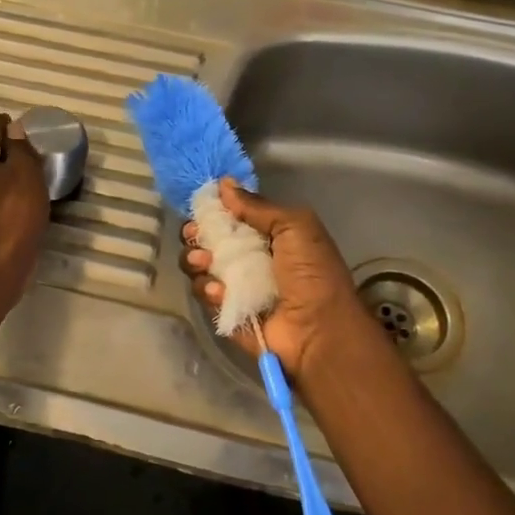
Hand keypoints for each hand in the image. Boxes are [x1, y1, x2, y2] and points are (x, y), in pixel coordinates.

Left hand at [0, 114, 49, 312]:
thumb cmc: (13, 216)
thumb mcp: (27, 174)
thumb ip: (20, 147)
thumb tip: (14, 129)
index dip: (10, 126)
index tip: (29, 131)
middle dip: (6, 152)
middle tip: (33, 157)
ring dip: (2, 176)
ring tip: (27, 182)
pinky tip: (15, 206)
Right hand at [180, 178, 370, 378]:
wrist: (318, 330)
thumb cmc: (312, 273)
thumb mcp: (294, 226)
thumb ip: (257, 206)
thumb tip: (224, 184)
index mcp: (266, 235)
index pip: (229, 217)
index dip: (213, 211)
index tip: (202, 209)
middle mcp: (247, 258)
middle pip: (207, 240)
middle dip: (196, 235)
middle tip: (196, 236)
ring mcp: (234, 286)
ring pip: (198, 266)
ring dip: (196, 260)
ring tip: (206, 263)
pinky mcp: (224, 311)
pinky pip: (203, 294)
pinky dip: (207, 289)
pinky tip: (220, 291)